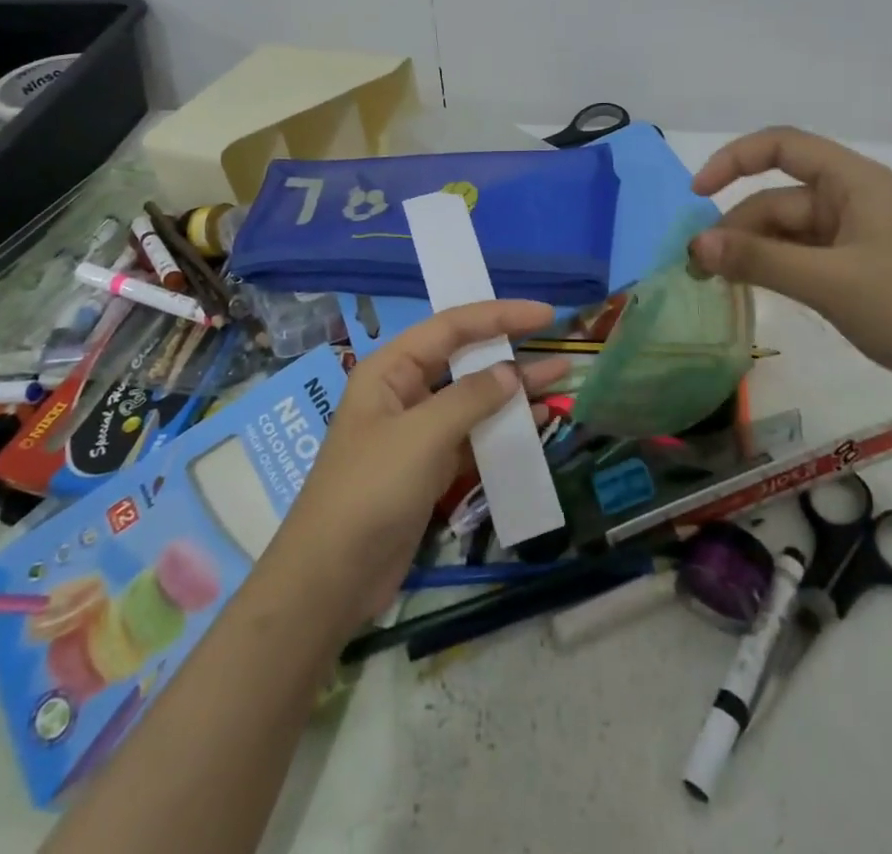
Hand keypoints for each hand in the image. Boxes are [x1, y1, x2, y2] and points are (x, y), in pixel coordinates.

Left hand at [263, 301, 567, 633]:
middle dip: (509, 349)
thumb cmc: (370, 491)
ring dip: (513, 390)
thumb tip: (511, 372)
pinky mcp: (429, 467)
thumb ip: (470, 398)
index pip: (451, 327)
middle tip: (557, 343)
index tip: (546, 314)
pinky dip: (503, 428)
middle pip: (463, 358)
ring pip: (473, 398)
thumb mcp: (422, 436)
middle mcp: (403, 391)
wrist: (332, 578)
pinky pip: (473, 435)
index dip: (499, 315)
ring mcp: (417, 431)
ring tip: (560, 380)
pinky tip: (537, 423)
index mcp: (390, 369)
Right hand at [689, 127, 891, 406]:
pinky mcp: (859, 270)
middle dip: (737, 226)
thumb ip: (759, 259)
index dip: (733, 160)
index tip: (696, 193)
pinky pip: (803, 257)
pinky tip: (751, 288)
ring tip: (717, 282)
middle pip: (778, 197)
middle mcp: (853, 199)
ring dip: (752, 251)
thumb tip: (695, 244)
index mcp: (854, 182)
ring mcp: (857, 236)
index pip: (781, 146)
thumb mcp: (828, 281)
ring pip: (787, 231)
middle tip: (699, 267)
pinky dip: (774, 268)